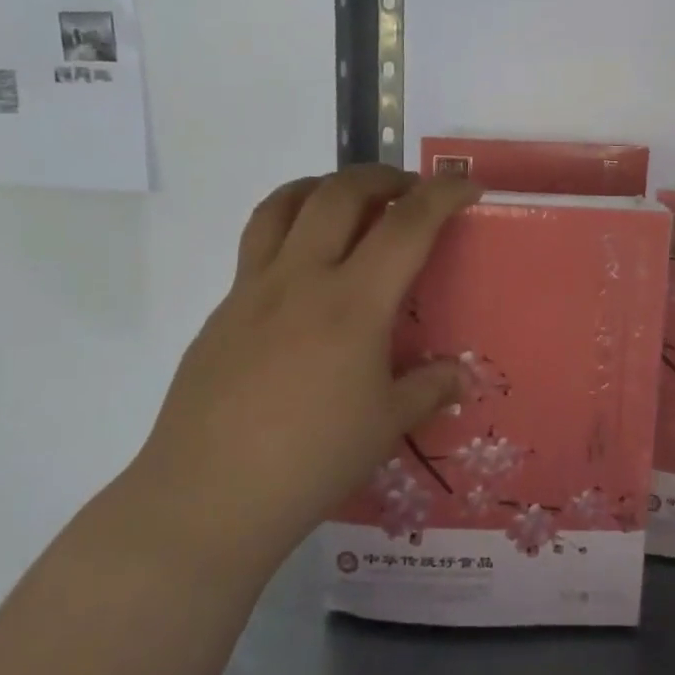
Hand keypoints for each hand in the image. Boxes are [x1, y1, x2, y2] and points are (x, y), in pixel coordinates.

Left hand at [136, 165, 480, 569]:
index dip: (442, 195)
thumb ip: (429, 388)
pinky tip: (304, 273)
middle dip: (382, 177)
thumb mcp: (387, 425)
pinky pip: (256, 245)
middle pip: (340, 193)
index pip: (407, 226)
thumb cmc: (311, 460)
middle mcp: (301, 279)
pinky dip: (289, 230)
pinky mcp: (222, 311)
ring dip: (324, 186)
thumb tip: (460, 375)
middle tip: (407, 191)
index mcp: (352, 303)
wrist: (207, 496)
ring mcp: (253, 290)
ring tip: (348, 201)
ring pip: (284, 204)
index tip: (467, 186)